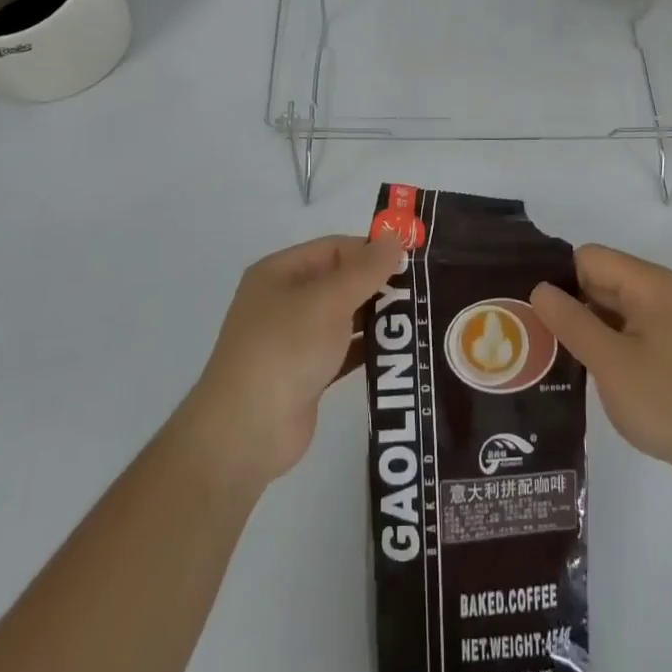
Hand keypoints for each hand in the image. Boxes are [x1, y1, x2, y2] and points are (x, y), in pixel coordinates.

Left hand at [176, 234, 399, 491]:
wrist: (246, 433)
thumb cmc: (284, 349)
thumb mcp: (327, 300)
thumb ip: (365, 270)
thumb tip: (395, 238)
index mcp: (280, 273)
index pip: (334, 248)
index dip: (371, 251)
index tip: (412, 261)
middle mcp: (285, 300)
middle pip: (341, 281)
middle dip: (379, 284)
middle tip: (425, 290)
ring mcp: (295, 340)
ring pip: (344, 317)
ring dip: (378, 317)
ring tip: (422, 318)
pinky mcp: (307, 374)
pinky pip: (344, 351)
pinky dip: (368, 348)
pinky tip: (402, 350)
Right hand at [531, 244, 671, 498]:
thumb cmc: (671, 400)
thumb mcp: (610, 362)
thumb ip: (571, 321)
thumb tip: (539, 289)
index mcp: (648, 283)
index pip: (588, 258)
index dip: (557, 279)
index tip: (528, 309)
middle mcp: (661, 293)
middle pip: (600, 281)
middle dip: (567, 305)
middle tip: (528, 335)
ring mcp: (671, 324)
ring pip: (613, 311)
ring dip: (585, 329)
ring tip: (547, 355)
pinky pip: (630, 335)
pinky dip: (607, 348)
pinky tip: (584, 373)